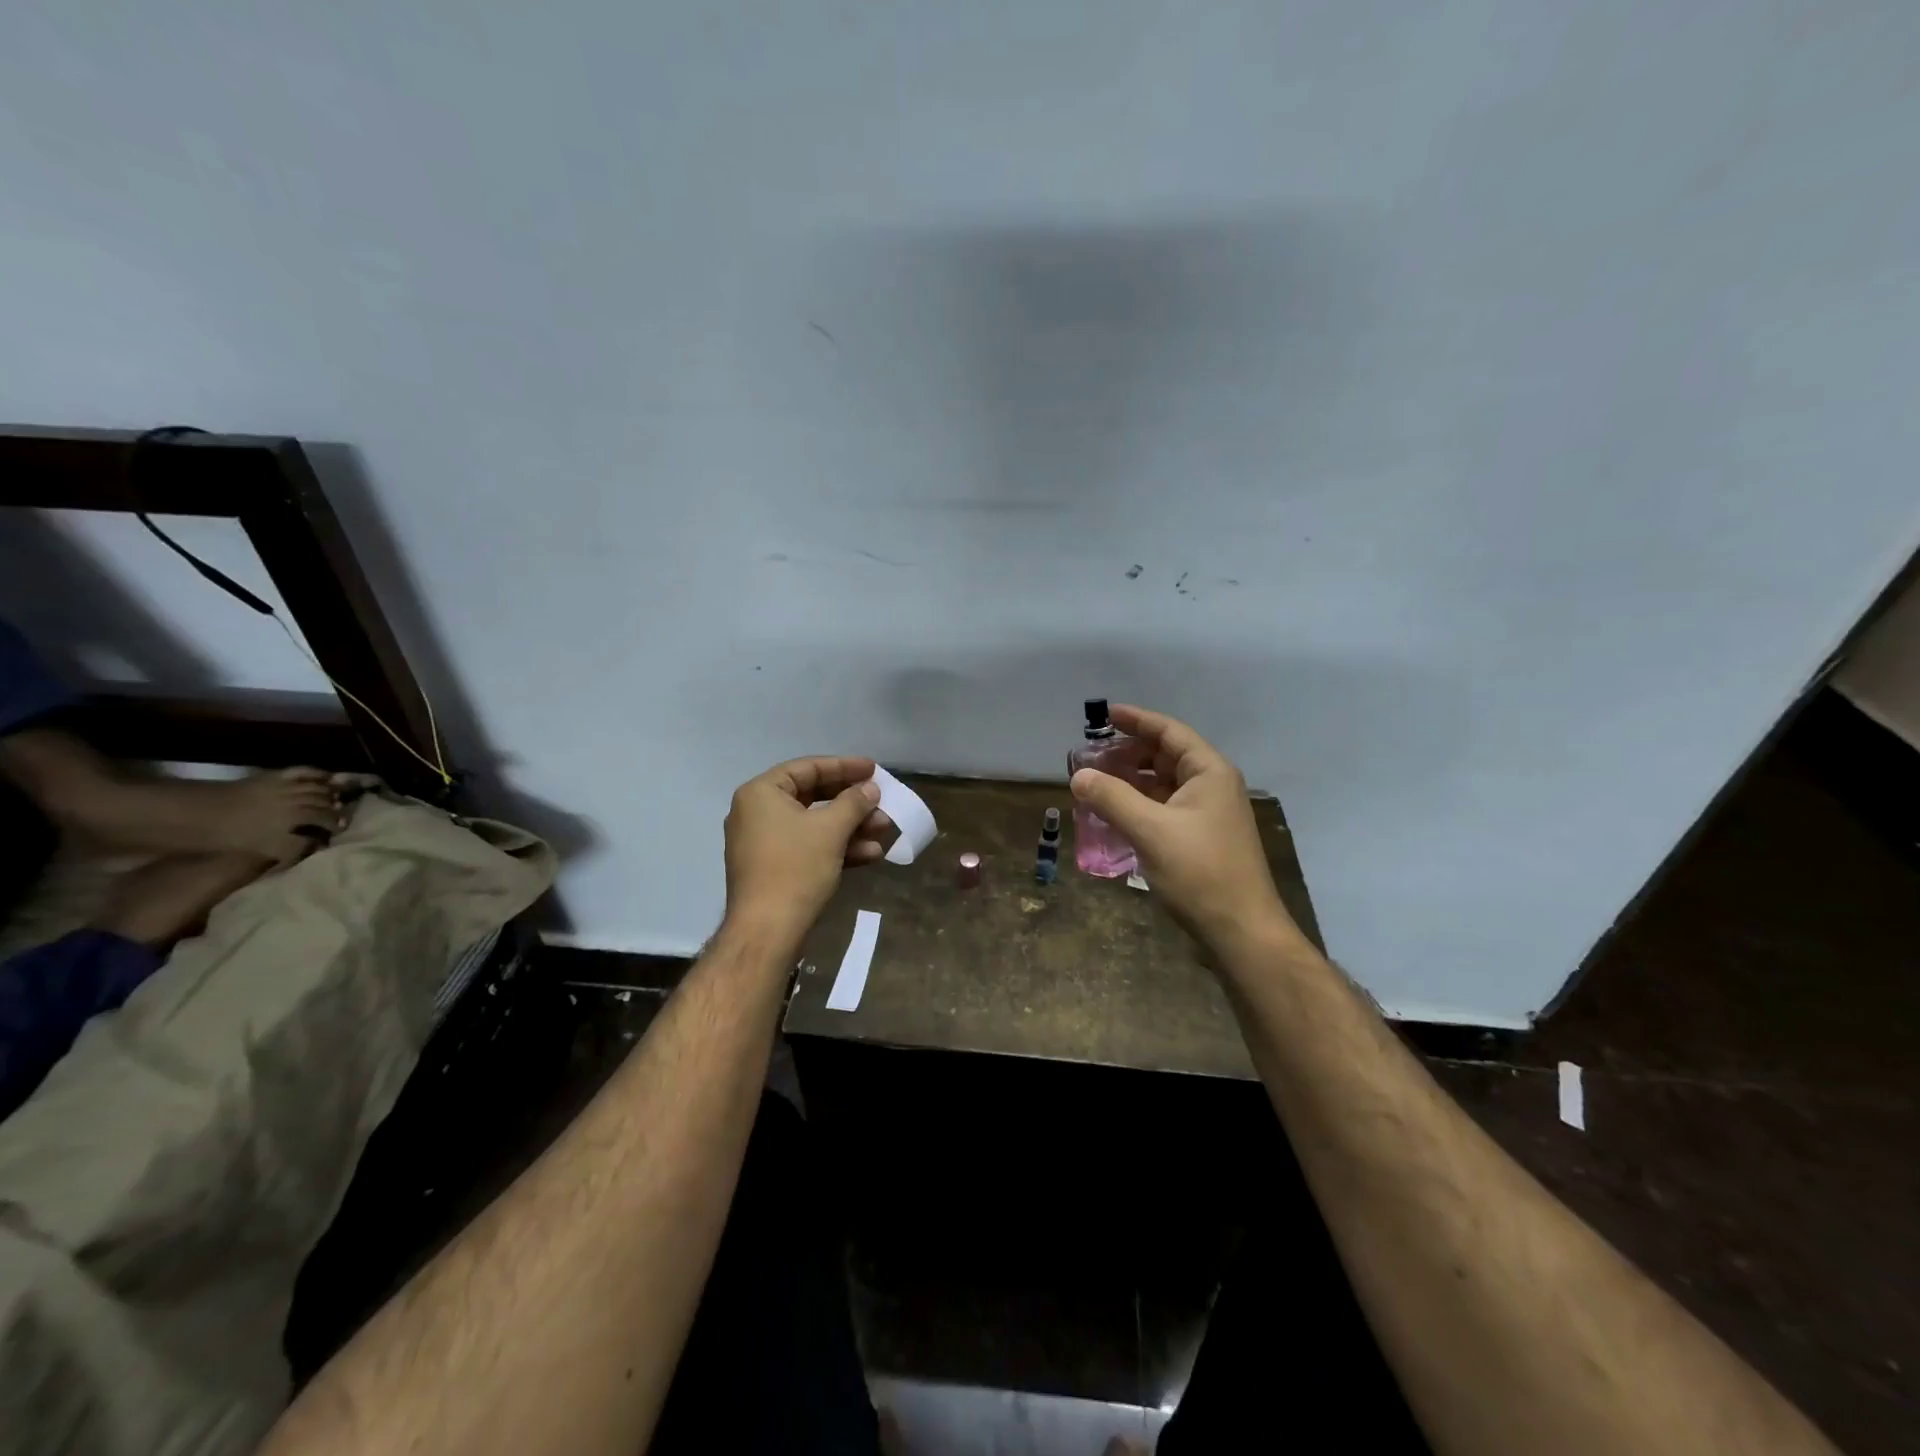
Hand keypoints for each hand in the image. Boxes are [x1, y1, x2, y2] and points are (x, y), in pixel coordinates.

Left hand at [205, 768, 344, 862]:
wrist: (191, 813)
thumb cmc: (225, 836)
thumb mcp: (261, 849)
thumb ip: (293, 848)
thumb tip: (318, 844)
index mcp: (295, 819)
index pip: (325, 821)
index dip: (335, 826)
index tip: (339, 833)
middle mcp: (295, 801)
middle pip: (324, 804)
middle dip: (336, 811)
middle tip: (342, 818)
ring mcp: (285, 786)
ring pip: (318, 788)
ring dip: (331, 794)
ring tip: (336, 801)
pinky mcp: (273, 777)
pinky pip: (303, 772)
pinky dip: (318, 774)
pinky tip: (327, 777)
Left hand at [723, 755, 890, 939]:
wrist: (767, 931)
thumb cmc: (795, 868)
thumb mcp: (831, 830)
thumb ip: (854, 803)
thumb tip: (870, 789)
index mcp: (761, 794)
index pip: (808, 768)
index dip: (844, 767)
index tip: (873, 769)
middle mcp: (757, 813)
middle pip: (813, 796)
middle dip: (852, 802)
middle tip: (881, 801)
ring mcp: (764, 843)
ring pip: (815, 825)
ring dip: (851, 827)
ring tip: (884, 830)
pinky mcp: (774, 868)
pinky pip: (809, 847)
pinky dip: (837, 848)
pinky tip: (871, 855)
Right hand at [1069, 705, 1299, 953]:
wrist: (1241, 931)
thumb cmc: (1200, 872)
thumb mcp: (1150, 830)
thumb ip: (1112, 798)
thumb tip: (1079, 776)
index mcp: (1209, 772)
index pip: (1170, 732)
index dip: (1137, 720)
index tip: (1104, 715)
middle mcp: (1212, 786)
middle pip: (1167, 756)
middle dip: (1129, 752)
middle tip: (1093, 756)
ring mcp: (1208, 814)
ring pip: (1164, 784)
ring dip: (1132, 780)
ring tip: (1097, 783)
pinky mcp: (1201, 839)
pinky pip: (1165, 809)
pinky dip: (1139, 805)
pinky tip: (1115, 815)